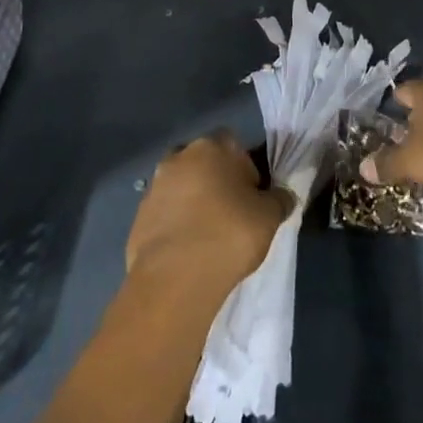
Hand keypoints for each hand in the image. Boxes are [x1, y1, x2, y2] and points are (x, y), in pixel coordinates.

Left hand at [127, 131, 295, 293]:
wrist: (176, 277)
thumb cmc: (230, 234)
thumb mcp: (269, 217)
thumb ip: (279, 199)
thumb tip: (283, 195)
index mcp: (212, 146)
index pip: (234, 145)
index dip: (246, 169)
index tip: (251, 197)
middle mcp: (179, 156)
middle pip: (204, 163)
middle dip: (216, 182)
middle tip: (231, 214)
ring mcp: (155, 185)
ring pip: (182, 186)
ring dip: (193, 202)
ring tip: (208, 236)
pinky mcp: (139, 214)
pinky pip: (164, 212)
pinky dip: (175, 224)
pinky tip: (187, 249)